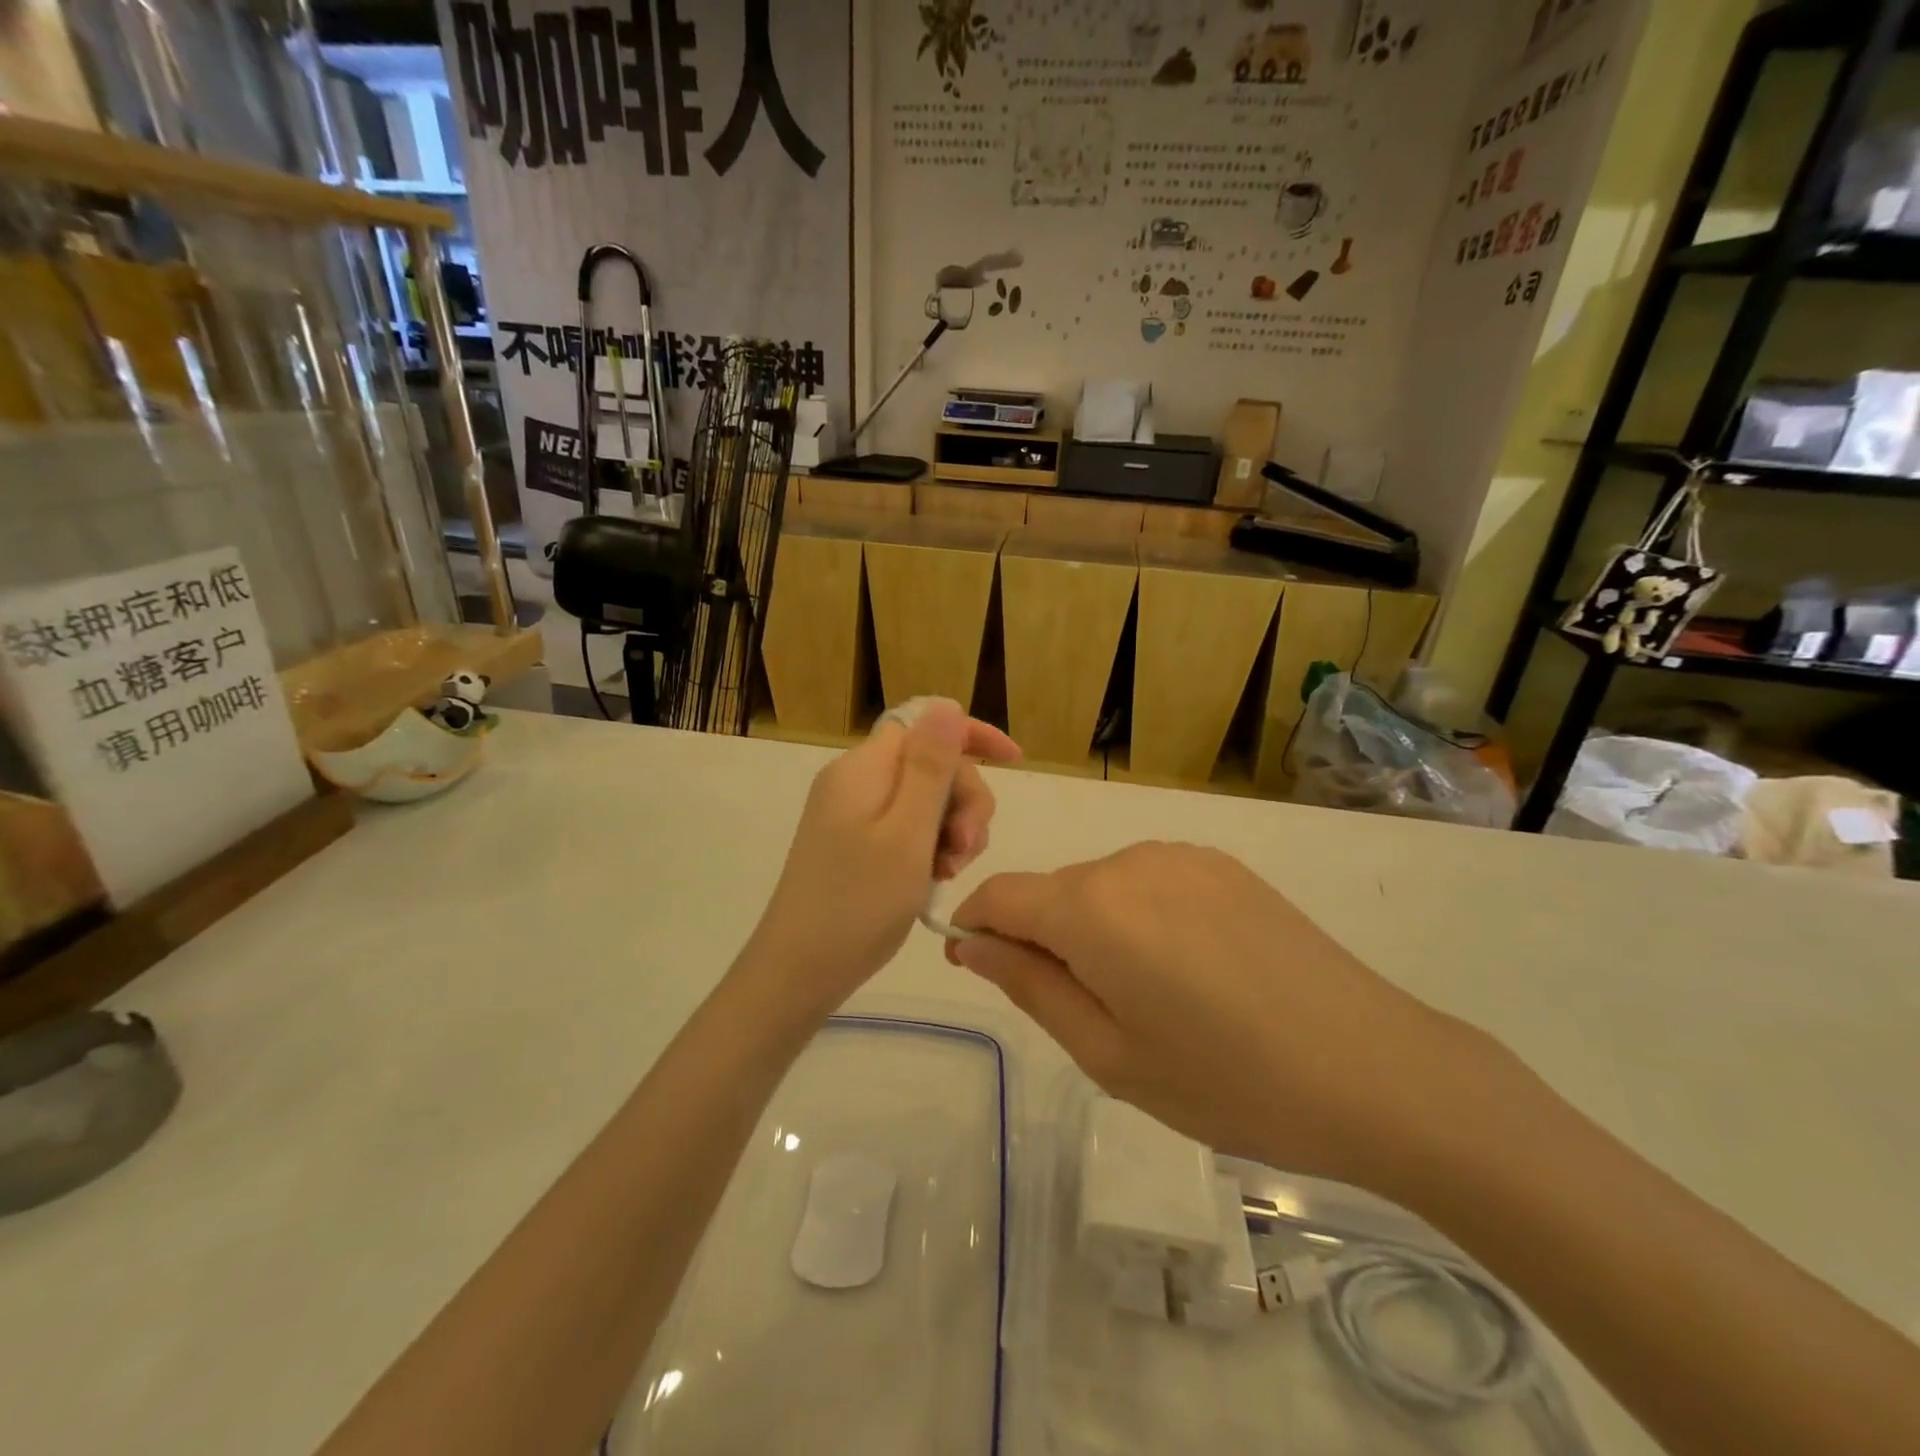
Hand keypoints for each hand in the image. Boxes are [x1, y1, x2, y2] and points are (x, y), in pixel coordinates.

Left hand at [746, 701, 1018, 1016]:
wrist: (799, 972)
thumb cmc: (858, 903)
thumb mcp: (907, 832)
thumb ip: (930, 766)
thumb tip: (946, 704)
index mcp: (863, 768)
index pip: (924, 725)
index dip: (971, 736)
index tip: (1014, 762)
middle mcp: (856, 781)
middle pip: (930, 765)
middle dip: (963, 799)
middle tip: (967, 849)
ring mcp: (853, 814)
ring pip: (924, 799)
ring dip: (951, 828)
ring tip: (952, 871)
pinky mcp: (854, 843)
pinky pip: (906, 827)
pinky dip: (930, 847)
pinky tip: (936, 878)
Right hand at [950, 843, 1505, 1198]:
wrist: (1373, 1069)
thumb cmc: (1226, 1080)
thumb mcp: (1108, 1054)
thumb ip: (1030, 986)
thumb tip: (973, 944)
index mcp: (1092, 906)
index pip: (1000, 895)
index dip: (978, 928)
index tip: (983, 969)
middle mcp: (1129, 859)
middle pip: (1053, 891)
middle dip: (1043, 938)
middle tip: (1087, 1014)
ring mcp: (1182, 856)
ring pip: (1102, 886)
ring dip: (1096, 929)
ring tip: (1149, 998)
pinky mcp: (1223, 865)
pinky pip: (1150, 882)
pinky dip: (1141, 917)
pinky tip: (1191, 970)